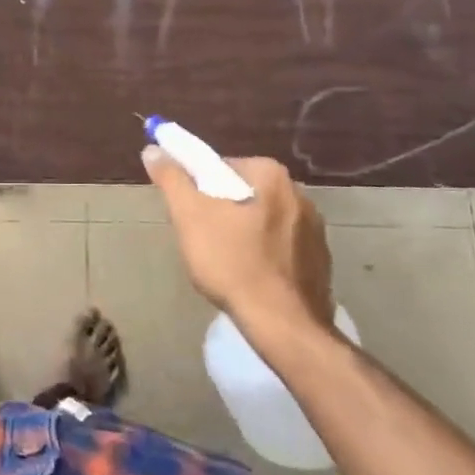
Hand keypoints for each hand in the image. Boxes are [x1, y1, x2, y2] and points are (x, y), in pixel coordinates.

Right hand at [142, 148, 334, 330]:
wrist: (283, 325)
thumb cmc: (232, 262)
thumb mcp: (190, 216)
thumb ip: (171, 179)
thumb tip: (153, 149)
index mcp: (271, 175)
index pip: (222, 167)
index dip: (199, 188)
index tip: (189, 213)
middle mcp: (300, 194)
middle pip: (244, 193)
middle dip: (222, 211)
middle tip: (202, 239)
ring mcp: (315, 230)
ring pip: (263, 221)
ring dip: (244, 233)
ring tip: (225, 263)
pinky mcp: (321, 261)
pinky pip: (282, 247)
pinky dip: (265, 256)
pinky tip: (251, 278)